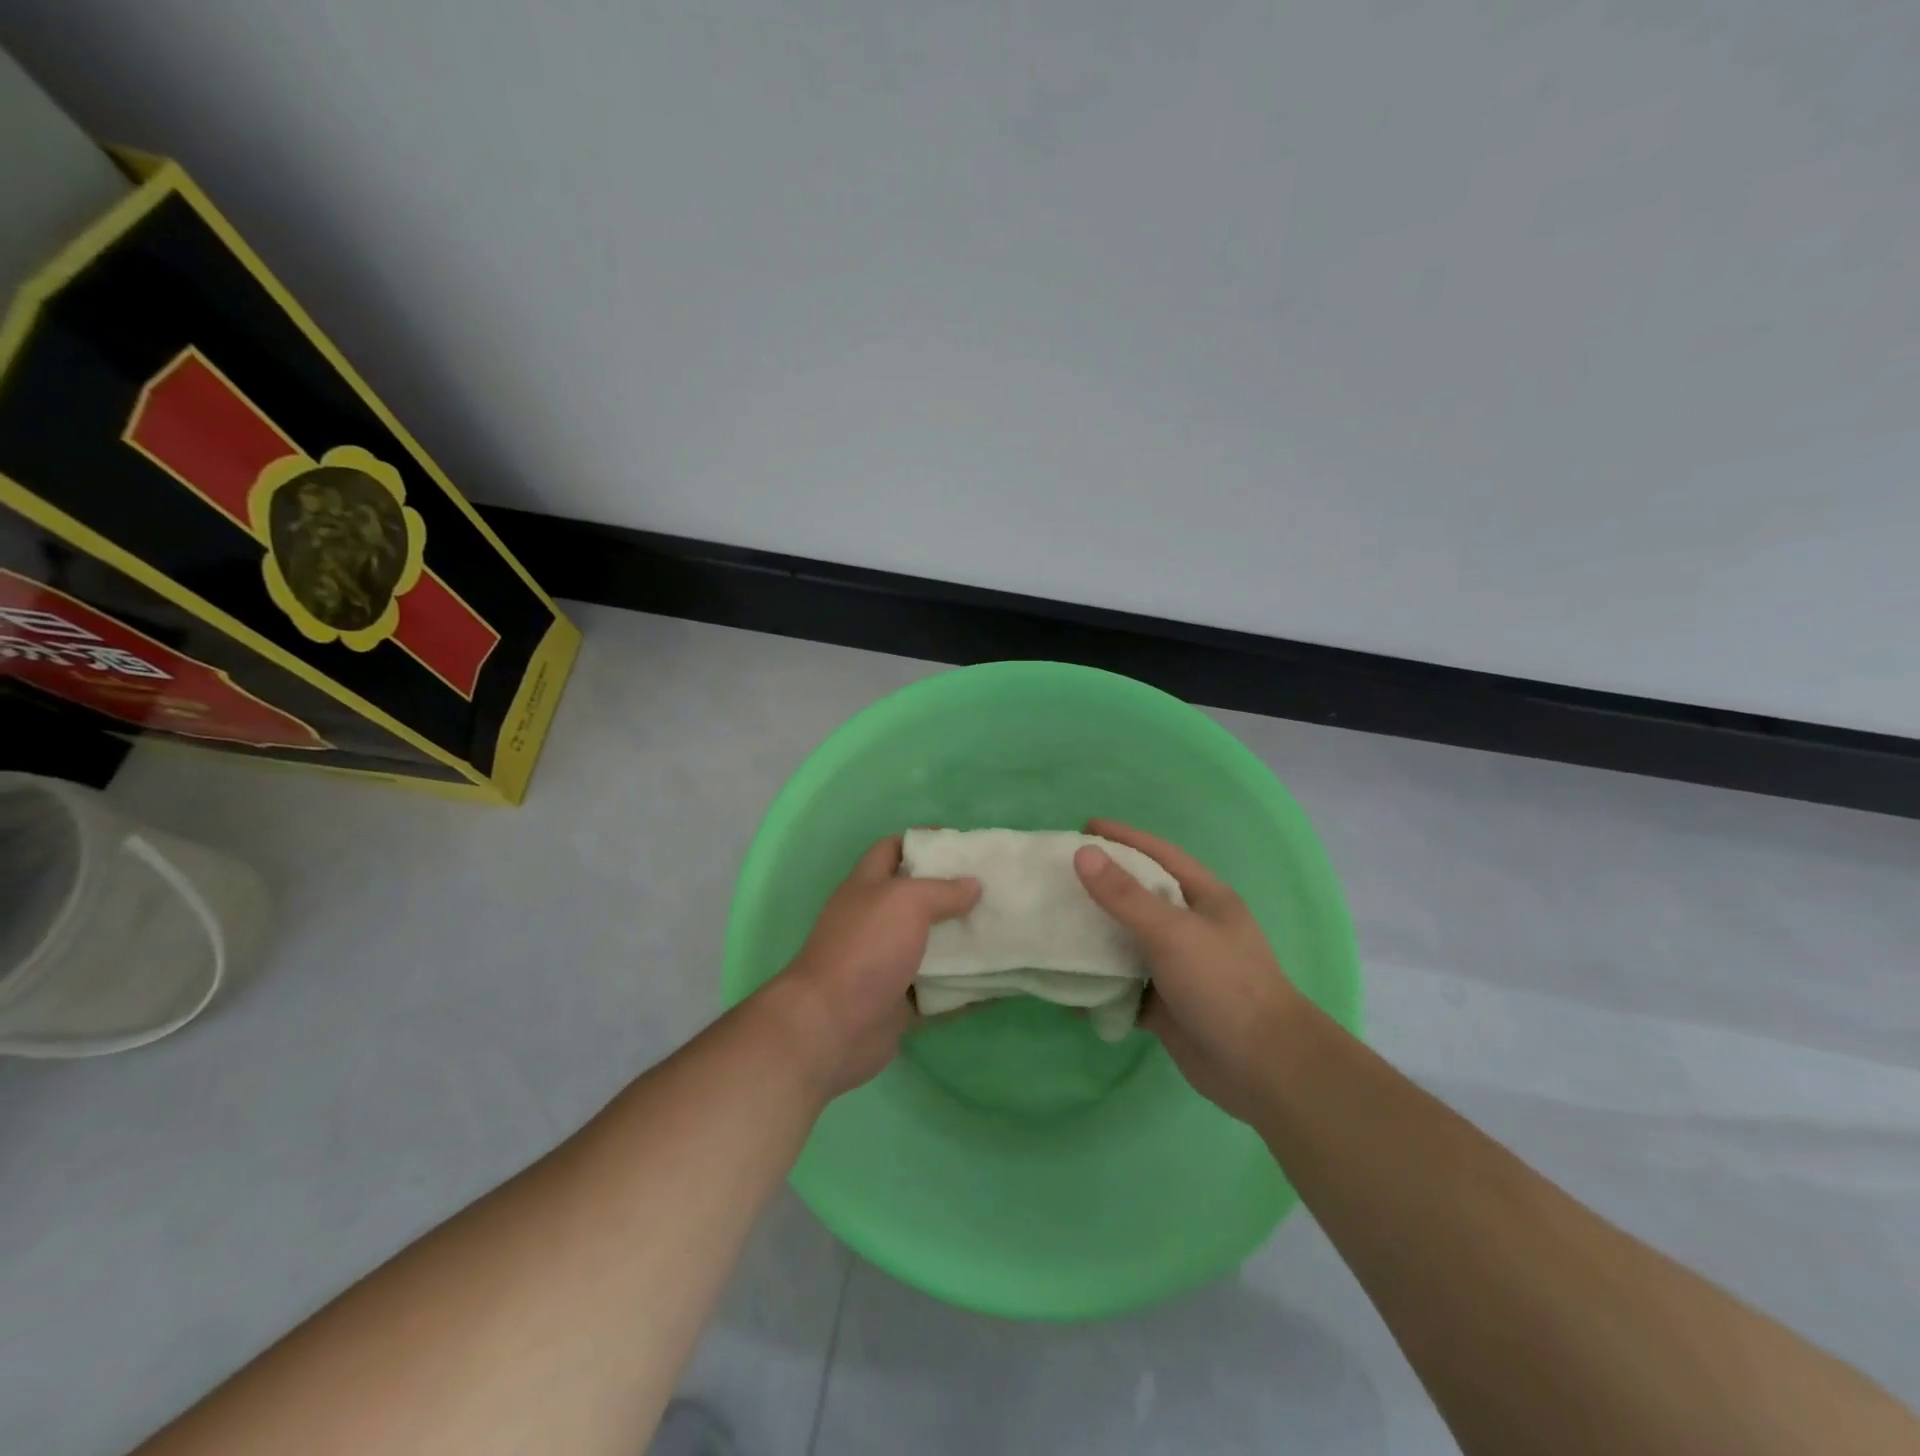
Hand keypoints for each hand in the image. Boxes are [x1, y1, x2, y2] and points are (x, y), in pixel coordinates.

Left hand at [760, 835, 980, 1100]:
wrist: (832, 1026)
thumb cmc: (866, 948)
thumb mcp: (906, 902)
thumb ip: (942, 890)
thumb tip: (973, 885)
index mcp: (867, 887)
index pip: (892, 849)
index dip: (923, 840)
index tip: (963, 844)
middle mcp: (875, 922)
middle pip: (917, 899)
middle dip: (954, 893)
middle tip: (995, 889)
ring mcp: (886, 964)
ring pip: (932, 946)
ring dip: (963, 941)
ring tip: (1004, 931)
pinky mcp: (899, 1001)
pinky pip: (939, 991)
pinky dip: (966, 988)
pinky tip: (999, 981)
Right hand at [1073, 819, 1309, 1123]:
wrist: (1263, 1070)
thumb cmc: (1223, 985)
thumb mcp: (1172, 931)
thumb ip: (1125, 895)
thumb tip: (1083, 853)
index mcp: (1204, 899)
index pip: (1159, 855)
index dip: (1123, 838)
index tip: (1083, 828)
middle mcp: (1191, 928)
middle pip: (1139, 897)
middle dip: (1101, 886)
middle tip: (1057, 876)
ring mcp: (1178, 968)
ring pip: (1128, 943)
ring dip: (1095, 937)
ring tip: (1053, 923)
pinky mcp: (1165, 1005)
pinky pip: (1123, 988)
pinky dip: (1099, 986)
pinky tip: (1067, 983)